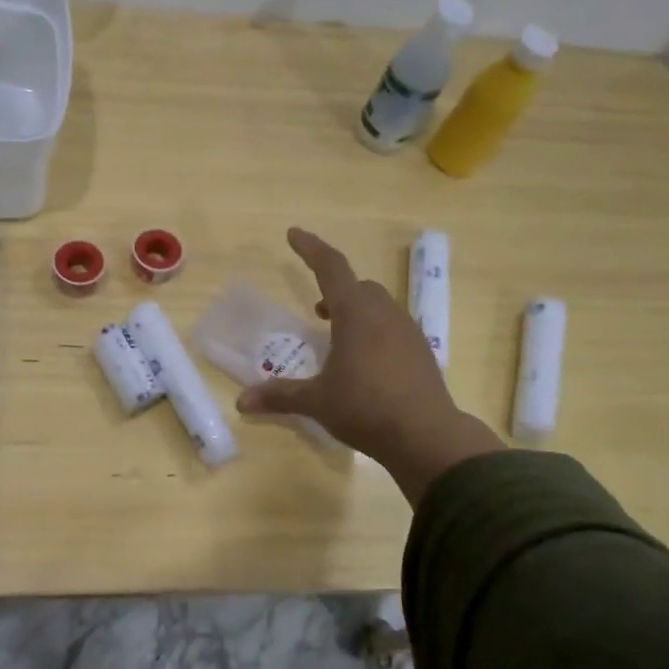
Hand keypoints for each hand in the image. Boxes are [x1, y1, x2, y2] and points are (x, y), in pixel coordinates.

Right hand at [236, 228, 504, 502]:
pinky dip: (374, 331)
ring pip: (379, 306)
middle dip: (335, 289)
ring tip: (338, 338)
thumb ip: (280, 396)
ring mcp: (407, 331)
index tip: (293, 234)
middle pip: (358, 286)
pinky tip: (366, 362)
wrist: (427, 435)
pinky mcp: (421, 352)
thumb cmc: (366, 408)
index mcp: (355, 313)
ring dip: (356, 311)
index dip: (310, 248)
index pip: (330, 267)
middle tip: (316, 310)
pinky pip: (393, 327)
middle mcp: (383, 313)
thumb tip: (241, 402)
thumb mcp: (317, 401)